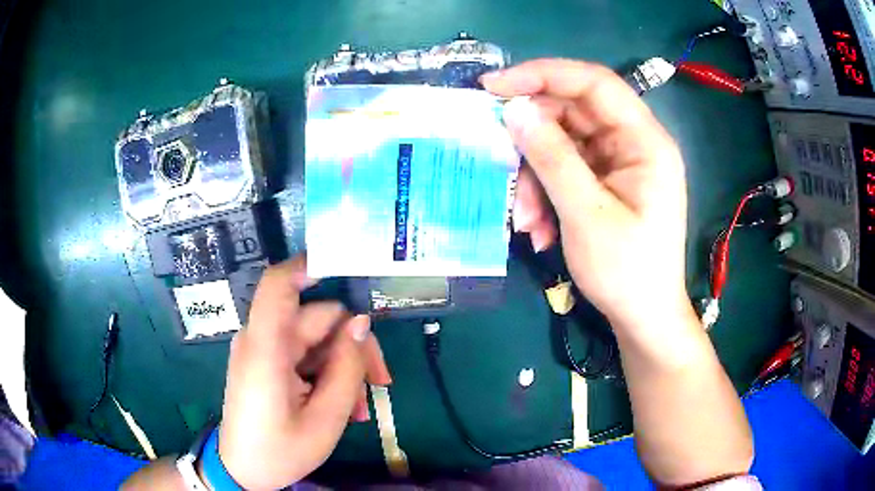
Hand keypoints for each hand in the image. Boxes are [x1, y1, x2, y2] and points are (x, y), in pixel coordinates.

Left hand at [216, 256, 391, 488]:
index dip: (310, 264)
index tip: (351, 264)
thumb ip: (345, 368)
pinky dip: (326, 374)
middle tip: (379, 383)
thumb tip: (361, 322)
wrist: (244, 472)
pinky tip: (342, 405)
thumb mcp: (325, 418)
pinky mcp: (267, 362)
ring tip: (359, 408)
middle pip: (317, 319)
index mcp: (266, 349)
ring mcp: (264, 350)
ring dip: (343, 367)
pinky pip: (305, 355)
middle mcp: (262, 340)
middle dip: (353, 347)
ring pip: (317, 339)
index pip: (278, 284)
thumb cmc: (280, 452)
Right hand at [483, 59, 689, 328]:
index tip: (494, 86)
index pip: (594, 83)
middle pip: (573, 112)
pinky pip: (566, 170)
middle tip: (497, 157)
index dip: (543, 75)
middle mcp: (633, 142)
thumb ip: (551, 157)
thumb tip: (513, 109)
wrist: (644, 318)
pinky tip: (540, 229)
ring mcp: (619, 163)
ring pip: (563, 144)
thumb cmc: (626, 271)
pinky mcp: (605, 182)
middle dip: (532, 140)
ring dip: (535, 177)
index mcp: (645, 140)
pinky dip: (545, 194)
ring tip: (525, 219)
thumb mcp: (586, 214)